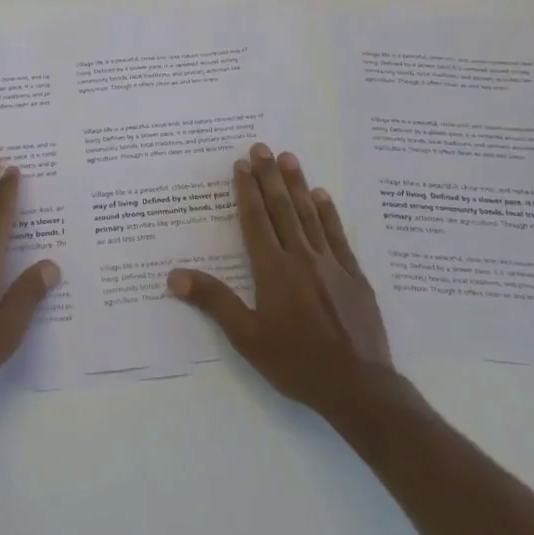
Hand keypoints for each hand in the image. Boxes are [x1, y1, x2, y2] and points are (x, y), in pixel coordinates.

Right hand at [168, 143, 396, 417]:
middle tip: (262, 147)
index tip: (242, 164)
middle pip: (282, 209)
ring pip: (310, 216)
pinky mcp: (355, 277)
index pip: (256, 220)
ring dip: (297, 185)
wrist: (359, 387)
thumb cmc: (296, 363)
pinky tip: (322, 196)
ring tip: (289, 158)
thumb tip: (174, 275)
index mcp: (273, 270)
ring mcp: (331, 265)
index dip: (247, 191)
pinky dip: (328, 213)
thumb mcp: (247, 337)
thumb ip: (214, 301)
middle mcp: (301, 258)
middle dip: (269, 177)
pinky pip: (338, 236)